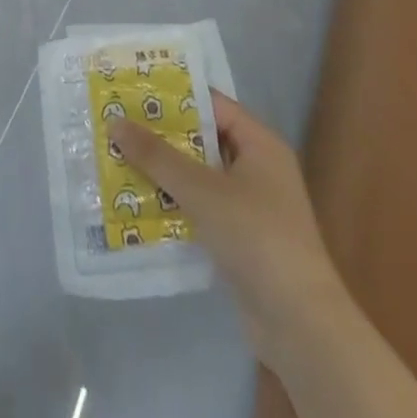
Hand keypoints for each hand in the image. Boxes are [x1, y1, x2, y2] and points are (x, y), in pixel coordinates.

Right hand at [110, 91, 337, 357]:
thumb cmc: (257, 237)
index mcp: (260, 144)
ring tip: (119, 160)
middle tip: (118, 125)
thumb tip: (115, 122)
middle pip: (202, 140)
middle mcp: (258, 168)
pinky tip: (139, 204)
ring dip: (164, 173)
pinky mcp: (241, 240)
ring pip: (199, 177)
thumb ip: (157, 156)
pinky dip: (175, 204)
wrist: (301, 326)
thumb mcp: (202, 190)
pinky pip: (201, 209)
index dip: (174, 97)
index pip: (212, 105)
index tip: (134, 91)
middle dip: (162, 136)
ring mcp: (251, 207)